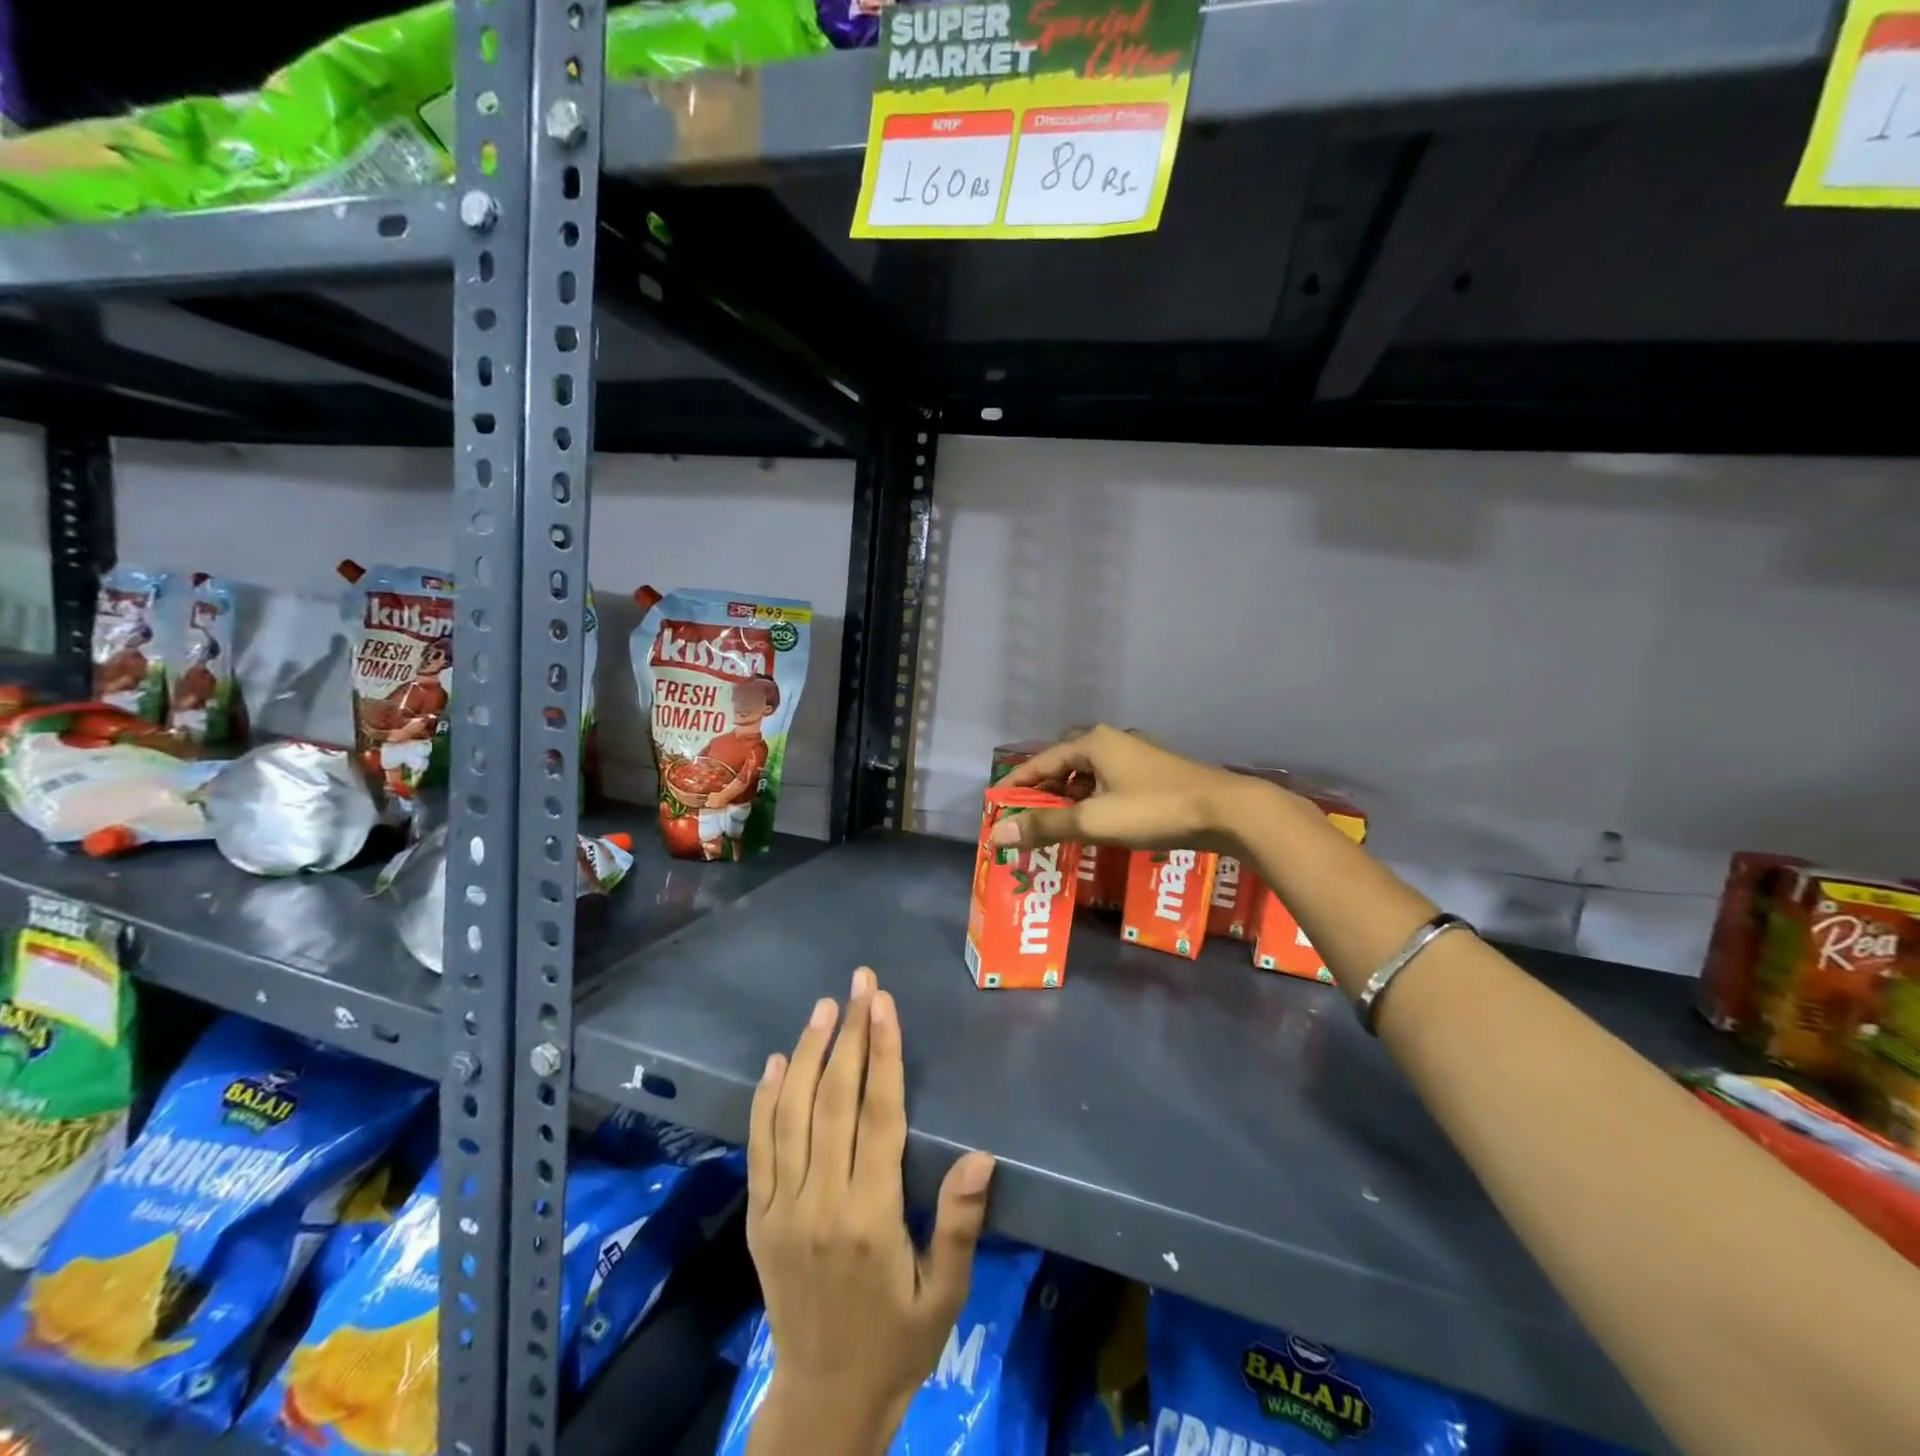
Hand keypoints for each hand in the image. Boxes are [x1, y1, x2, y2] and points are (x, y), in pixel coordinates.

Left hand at [746, 968, 995, 1453]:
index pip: (877, 1115)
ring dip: (808, 1053)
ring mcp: (782, 1207)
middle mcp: (820, 1202)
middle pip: (834, 1100)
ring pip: (792, 1113)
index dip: (882, 1053)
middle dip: (850, 1034)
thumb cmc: (898, 1341)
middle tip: (860, 982)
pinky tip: (777, 1062)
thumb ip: (958, 1223)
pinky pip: (760, 1147)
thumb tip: (981, 1155)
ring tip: (824, 1007)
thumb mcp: (944, 1294)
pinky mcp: (760, 1216)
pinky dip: (766, 1100)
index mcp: (869, 1217)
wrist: (823, 1400)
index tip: (883, 1003)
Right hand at [992, 724, 1268, 853]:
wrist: (1226, 811)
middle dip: (1043, 789)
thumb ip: (1045, 827)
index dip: (1017, 782)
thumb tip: (997, 835)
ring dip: (1069, 797)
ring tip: (1056, 824)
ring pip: (1089, 774)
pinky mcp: (1154, 774)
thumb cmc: (1154, 810)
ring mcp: (1136, 756)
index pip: (1041, 760)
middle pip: (1064, 764)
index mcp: (1093, 743)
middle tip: (1026, 817)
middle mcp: (1112, 741)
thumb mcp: (1094, 821)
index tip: (998, 803)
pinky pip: (1109, 783)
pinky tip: (1096, 822)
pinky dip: (1093, 800)